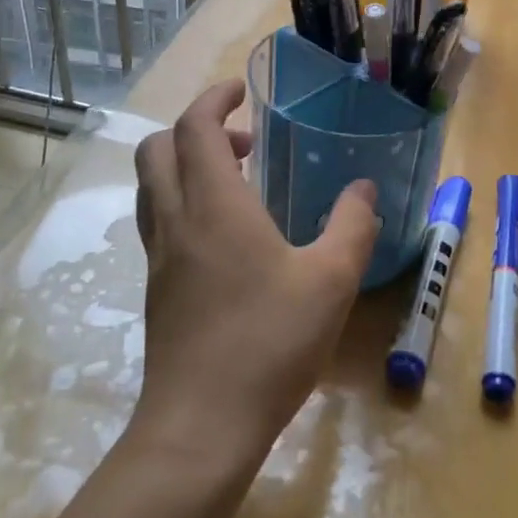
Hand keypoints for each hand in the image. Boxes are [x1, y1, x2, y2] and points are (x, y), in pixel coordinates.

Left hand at [131, 81, 377, 466]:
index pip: (195, 127)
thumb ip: (352, 226)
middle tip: (244, 141)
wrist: (201, 425)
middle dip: (194, 129)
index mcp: (214, 204)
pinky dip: (184, 204)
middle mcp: (176, 220)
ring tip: (238, 183)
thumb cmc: (269, 342)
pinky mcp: (156, 290)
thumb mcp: (330, 281)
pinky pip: (160, 223)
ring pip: (153, 187)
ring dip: (185, 166)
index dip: (214, 99)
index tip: (241, 92)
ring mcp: (160, 258)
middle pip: (158, 149)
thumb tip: (364, 189)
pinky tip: (227, 238)